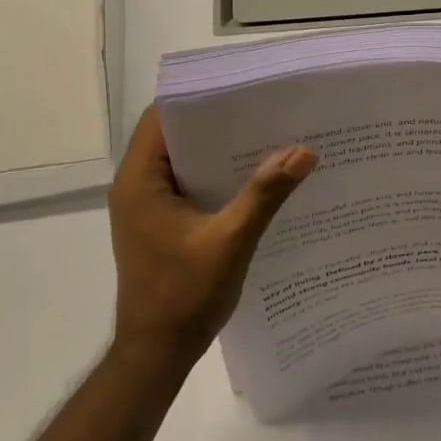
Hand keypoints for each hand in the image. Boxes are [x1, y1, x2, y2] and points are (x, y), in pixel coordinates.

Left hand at [109, 105, 317, 372]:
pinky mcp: (161, 224)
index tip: (242, 87)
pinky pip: (189, 185)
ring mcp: (147, 207)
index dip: (199, 97)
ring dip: (219, 151)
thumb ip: (264, 194)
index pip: (163, 117)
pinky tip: (255, 179)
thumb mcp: (230, 241)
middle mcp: (137, 186)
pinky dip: (217, 177)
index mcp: (140, 181)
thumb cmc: (184, 295)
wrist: (157, 353)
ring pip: (184, 161)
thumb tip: (303, 151)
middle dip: (218, 122)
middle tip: (266, 110)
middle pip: (175, 136)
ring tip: (268, 137)